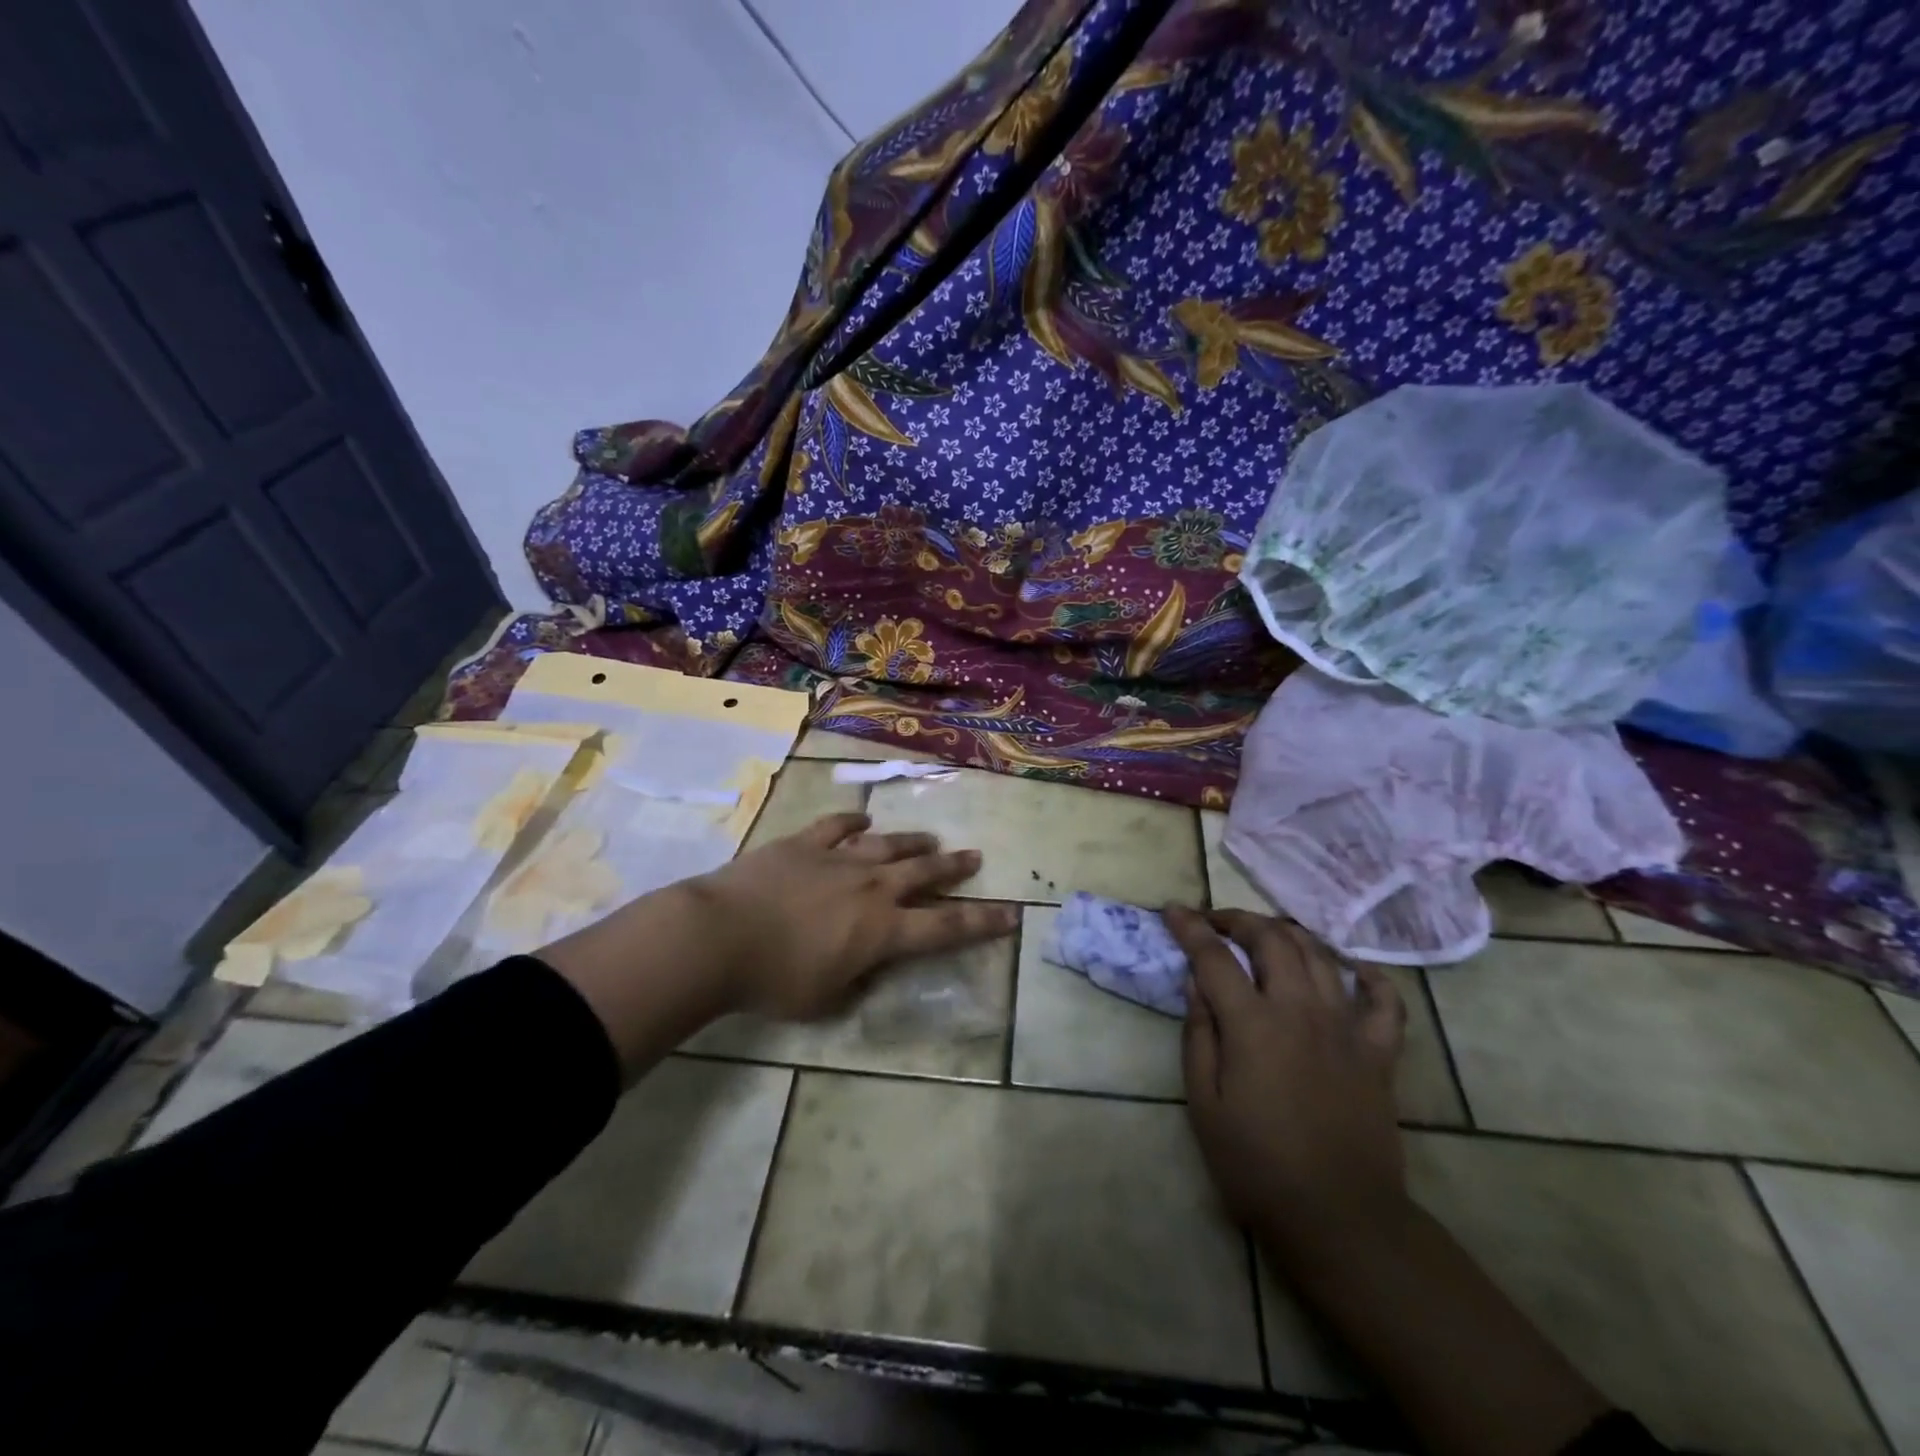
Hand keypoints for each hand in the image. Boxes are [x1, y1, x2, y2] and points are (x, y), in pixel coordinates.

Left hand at [684, 812, 1016, 1019]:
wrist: (721, 935)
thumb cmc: (775, 980)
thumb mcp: (824, 1000)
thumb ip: (854, 984)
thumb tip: (866, 972)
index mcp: (883, 930)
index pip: (946, 926)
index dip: (982, 922)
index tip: (1011, 914)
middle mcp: (872, 887)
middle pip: (924, 872)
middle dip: (953, 867)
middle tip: (974, 857)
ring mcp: (838, 858)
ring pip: (888, 843)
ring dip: (912, 841)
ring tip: (931, 838)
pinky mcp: (805, 843)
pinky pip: (836, 825)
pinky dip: (852, 820)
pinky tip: (862, 818)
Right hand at [1166, 906, 1409, 1260]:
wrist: (1339, 1219)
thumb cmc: (1257, 1165)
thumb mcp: (1204, 1104)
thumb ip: (1199, 1035)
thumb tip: (1196, 983)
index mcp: (1253, 1024)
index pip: (1214, 956)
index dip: (1190, 928)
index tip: (1173, 910)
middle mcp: (1301, 1010)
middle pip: (1271, 939)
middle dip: (1238, 919)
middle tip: (1215, 922)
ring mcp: (1346, 1028)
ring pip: (1320, 955)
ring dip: (1288, 934)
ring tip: (1265, 937)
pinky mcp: (1378, 1052)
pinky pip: (1384, 1000)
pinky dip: (1368, 975)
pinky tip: (1349, 968)